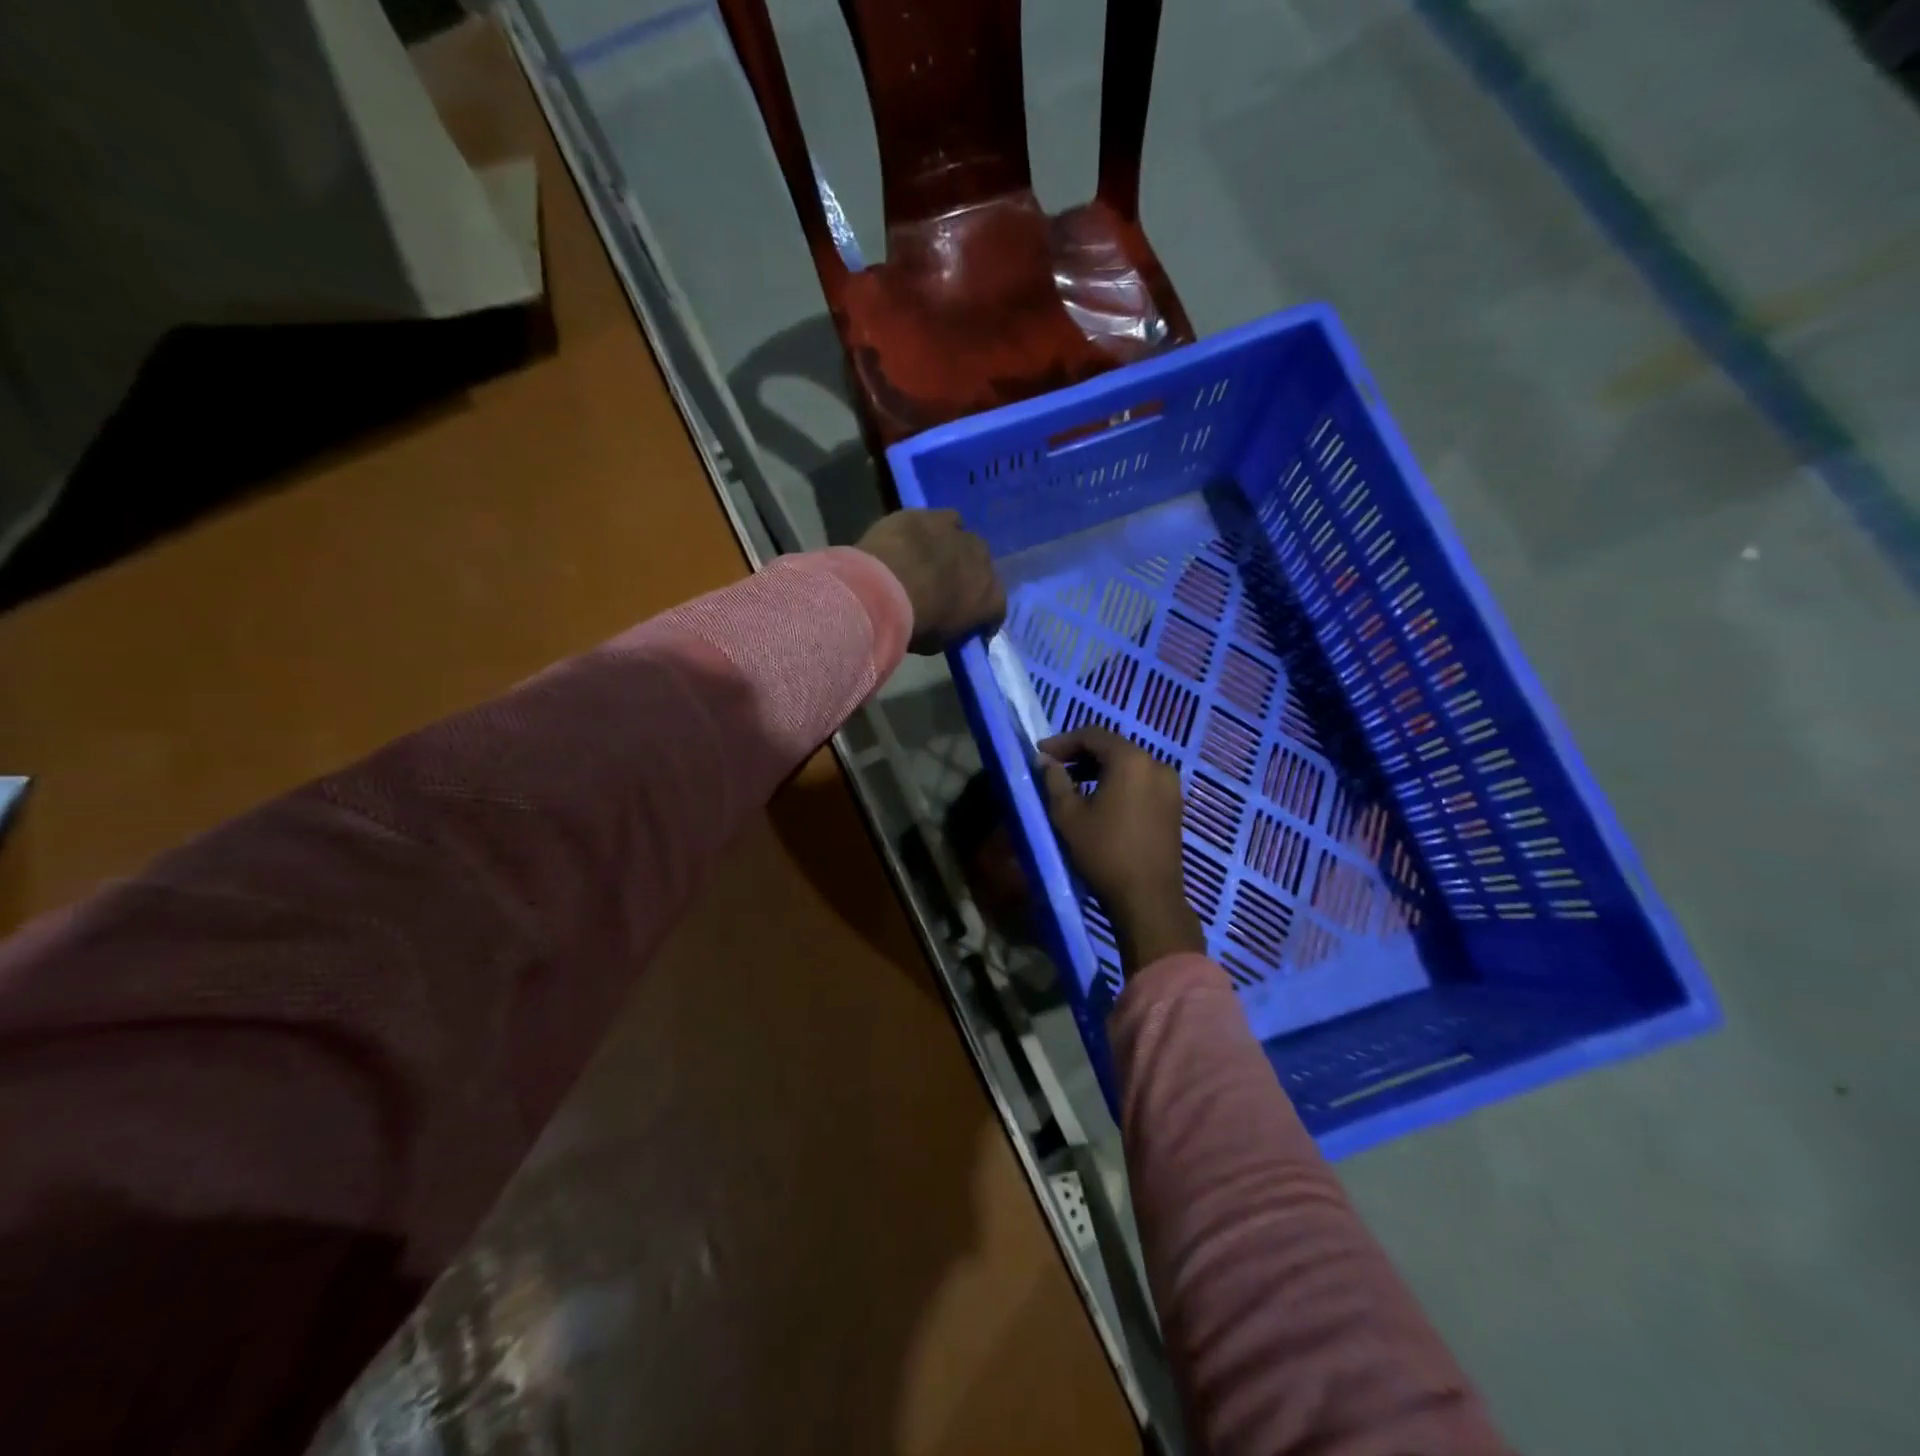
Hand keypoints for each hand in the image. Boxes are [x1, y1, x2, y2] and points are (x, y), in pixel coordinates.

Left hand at [856, 509, 1004, 653]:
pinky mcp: (934, 515)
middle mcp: (984, 561)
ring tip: (930, 559)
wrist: (883, 590)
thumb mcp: (939, 642)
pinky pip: (942, 520)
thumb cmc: (915, 625)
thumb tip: (952, 623)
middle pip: (982, 567)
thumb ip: (953, 628)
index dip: (983, 615)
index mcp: (991, 598)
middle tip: (946, 587)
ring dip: (953, 549)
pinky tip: (917, 538)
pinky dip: (933, 530)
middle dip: (968, 576)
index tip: (971, 622)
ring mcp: (961, 534)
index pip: (996, 608)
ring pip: (964, 539)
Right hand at [1039, 727, 1204, 972]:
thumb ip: (1054, 780)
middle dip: (1081, 754)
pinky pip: (1141, 781)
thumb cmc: (1103, 852)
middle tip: (1054, 768)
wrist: (1147, 898)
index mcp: (1131, 760)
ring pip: (1128, 765)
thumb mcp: (1068, 815)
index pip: (1093, 735)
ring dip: (1099, 769)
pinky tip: (1100, 800)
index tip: (1040, 754)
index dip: (1063, 741)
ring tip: (1073, 785)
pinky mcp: (1174, 805)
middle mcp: (1156, 764)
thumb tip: (1045, 760)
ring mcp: (1170, 785)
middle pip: (1113, 747)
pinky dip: (1118, 783)